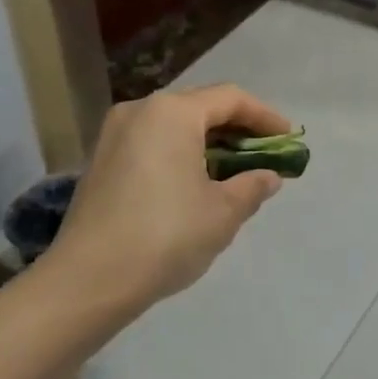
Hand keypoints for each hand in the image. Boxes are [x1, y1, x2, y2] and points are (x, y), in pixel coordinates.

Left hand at [42, 84, 290, 326]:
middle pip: (200, 107)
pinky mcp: (101, 161)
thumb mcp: (222, 213)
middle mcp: (140, 111)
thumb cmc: (165, 235)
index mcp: (172, 112)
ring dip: (208, 144)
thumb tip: (267, 176)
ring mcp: (114, 135)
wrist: (88, 279)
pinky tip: (195, 184)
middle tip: (264, 156)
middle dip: (237, 130)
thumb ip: (251, 186)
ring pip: (174, 126)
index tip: (289, 139)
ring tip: (234, 173)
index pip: (230, 98)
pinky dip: (180, 154)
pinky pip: (152, 144)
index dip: (265, 117)